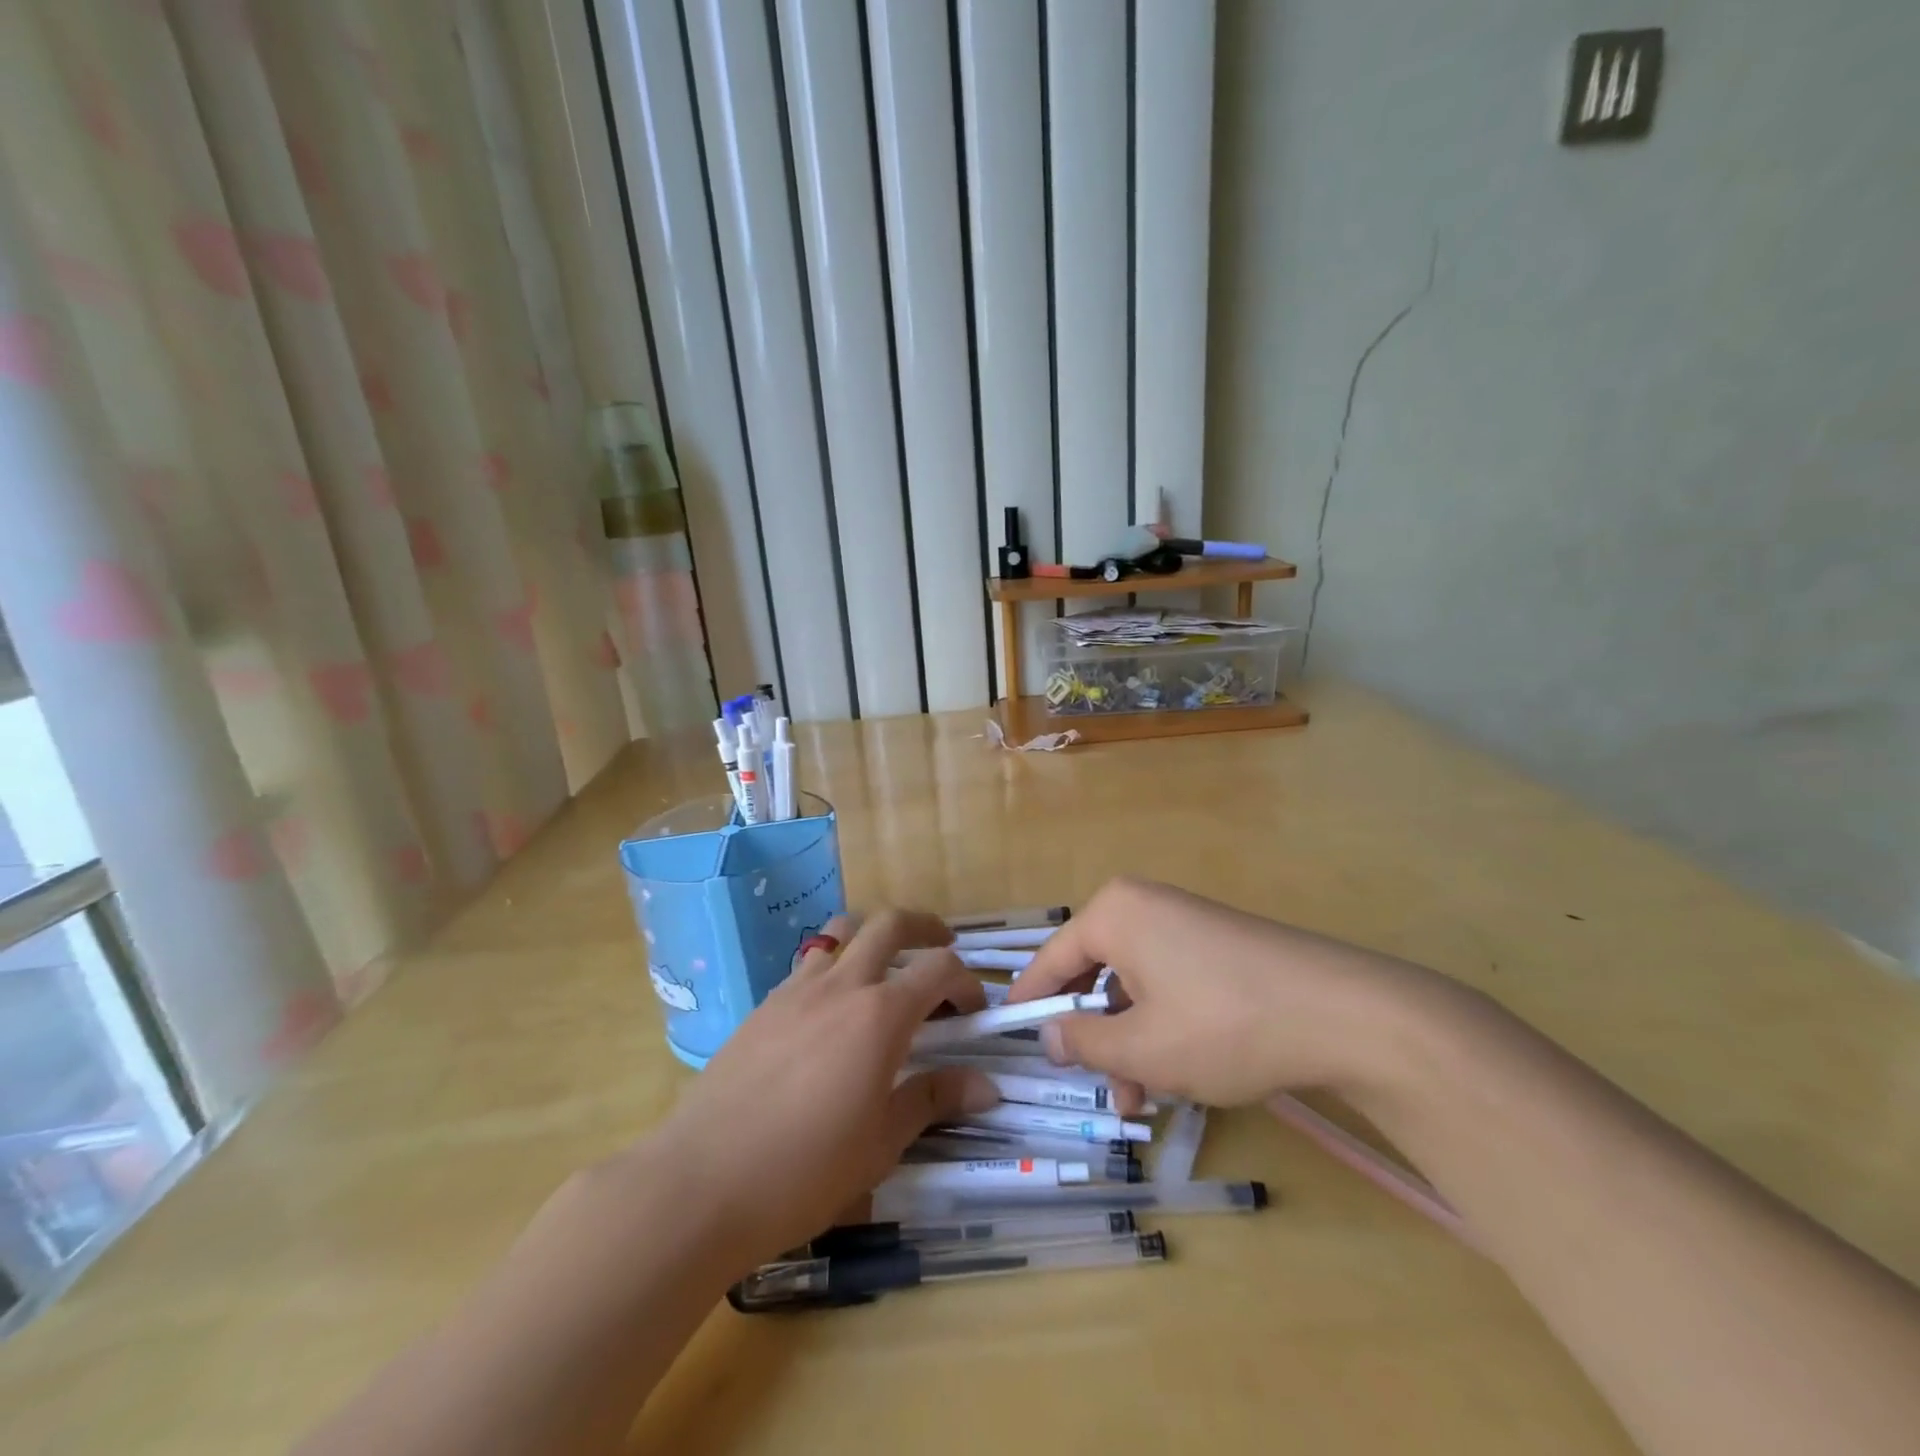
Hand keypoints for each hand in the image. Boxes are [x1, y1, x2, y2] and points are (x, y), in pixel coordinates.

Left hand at [639, 911, 998, 1266]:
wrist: (702, 1182)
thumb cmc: (805, 1170)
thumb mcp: (881, 1143)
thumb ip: (933, 1101)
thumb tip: (987, 1087)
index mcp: (880, 1015)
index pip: (939, 970)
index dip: (967, 982)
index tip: (974, 1011)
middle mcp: (841, 985)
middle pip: (890, 925)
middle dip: (925, 927)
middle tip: (942, 946)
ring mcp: (796, 989)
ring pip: (841, 932)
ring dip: (872, 934)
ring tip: (885, 963)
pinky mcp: (764, 1005)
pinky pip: (808, 963)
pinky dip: (834, 965)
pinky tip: (832, 1009)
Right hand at [1009, 877, 1435, 1111]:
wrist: (1345, 1013)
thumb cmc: (1223, 1025)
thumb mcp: (1143, 1047)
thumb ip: (1084, 1042)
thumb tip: (1049, 1034)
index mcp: (1115, 914)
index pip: (1053, 957)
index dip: (1031, 999)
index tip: (1012, 1032)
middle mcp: (1145, 906)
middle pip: (1096, 973)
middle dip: (1094, 1035)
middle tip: (1098, 1088)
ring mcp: (1186, 921)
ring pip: (1135, 984)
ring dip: (1130, 1041)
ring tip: (1144, 1100)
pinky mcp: (1219, 943)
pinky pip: (1169, 981)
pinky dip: (1162, 1024)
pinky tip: (1180, 1072)